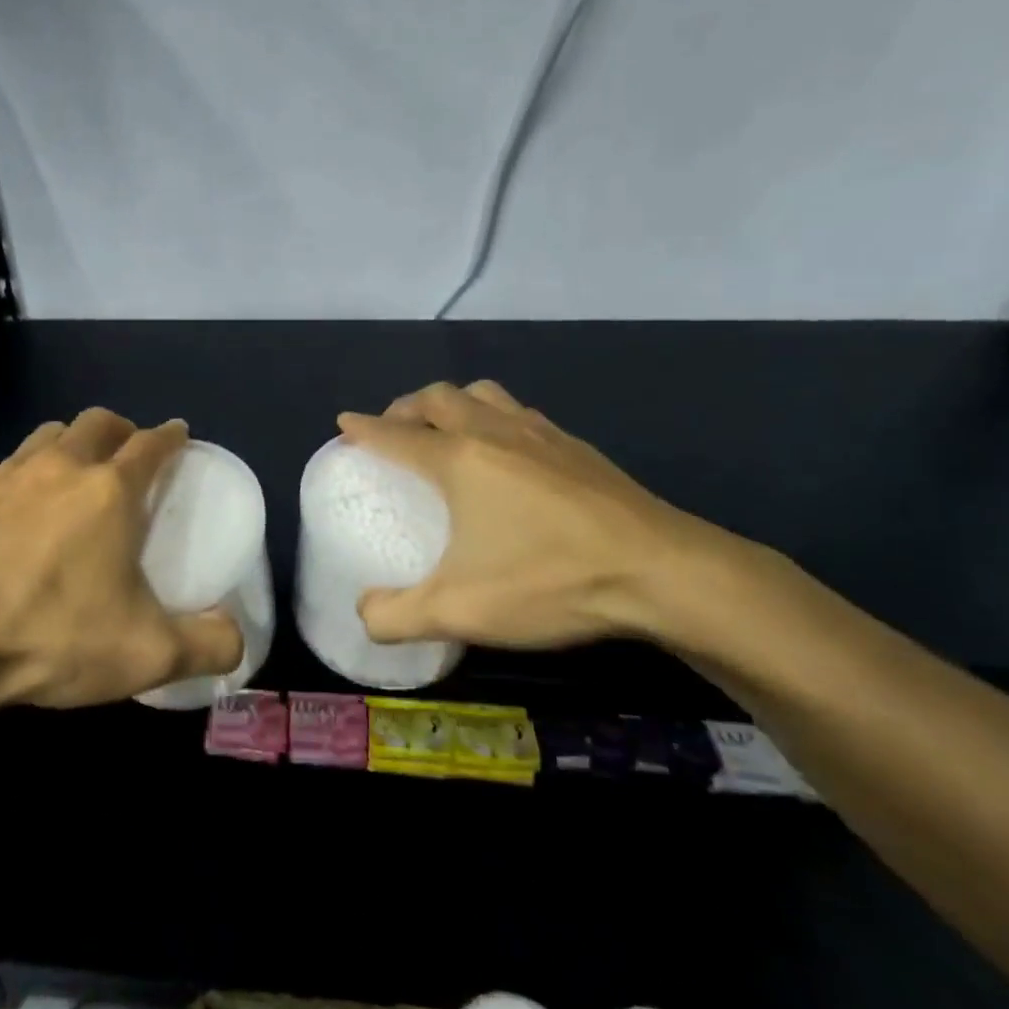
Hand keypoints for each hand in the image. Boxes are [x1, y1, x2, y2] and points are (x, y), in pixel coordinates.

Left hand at [0, 408, 243, 715]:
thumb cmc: (52, 638)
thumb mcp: (148, 655)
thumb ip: (208, 645)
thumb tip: (236, 640)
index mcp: (109, 492)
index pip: (151, 444)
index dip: (170, 436)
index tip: (178, 435)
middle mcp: (58, 467)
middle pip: (96, 422)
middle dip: (119, 429)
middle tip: (127, 453)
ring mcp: (2, 475)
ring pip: (44, 437)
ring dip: (66, 445)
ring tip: (70, 476)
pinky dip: (12, 483)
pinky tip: (3, 517)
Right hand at [339, 381, 737, 649]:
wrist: (663, 572)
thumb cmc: (551, 581)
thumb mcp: (460, 612)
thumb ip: (397, 616)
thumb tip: (363, 615)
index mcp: (458, 460)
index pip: (395, 434)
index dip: (363, 427)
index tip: (344, 422)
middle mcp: (493, 432)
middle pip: (437, 397)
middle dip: (405, 406)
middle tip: (394, 429)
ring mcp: (541, 434)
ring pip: (483, 393)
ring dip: (453, 402)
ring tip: (446, 428)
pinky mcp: (578, 447)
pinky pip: (520, 411)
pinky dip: (495, 416)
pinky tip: (508, 450)